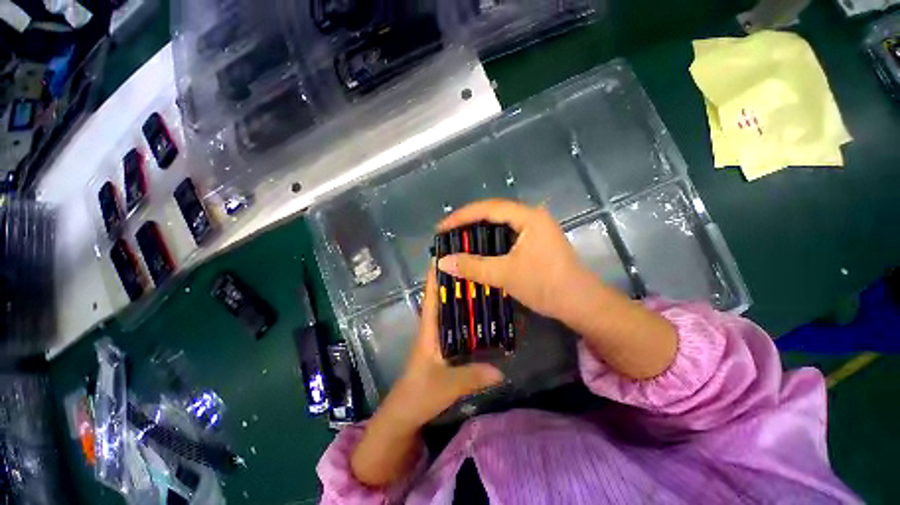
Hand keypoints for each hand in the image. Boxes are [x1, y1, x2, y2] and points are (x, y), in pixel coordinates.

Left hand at [351, 269, 502, 486]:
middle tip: (473, 265)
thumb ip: (472, 376)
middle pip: (442, 297)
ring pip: (450, 310)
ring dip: (461, 297)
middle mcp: (433, 327)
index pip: (431, 295)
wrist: (405, 414)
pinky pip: (456, 325)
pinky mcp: (444, 347)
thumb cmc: (419, 394)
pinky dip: (466, 316)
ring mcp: (438, 337)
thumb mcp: (446, 385)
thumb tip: (502, 369)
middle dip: (454, 280)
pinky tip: (482, 314)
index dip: (434, 274)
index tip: (444, 254)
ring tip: (481, 282)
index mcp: (429, 328)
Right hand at [438, 199, 676, 380]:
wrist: (581, 304)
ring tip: (459, 240)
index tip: (442, 227)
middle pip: (493, 213)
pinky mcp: (535, 242)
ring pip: (500, 225)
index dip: (462, 216)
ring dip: (479, 233)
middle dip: (468, 223)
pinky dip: (490, 242)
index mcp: (528, 217)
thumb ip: (472, 267)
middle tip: (448, 233)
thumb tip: (442, 262)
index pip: (488, 208)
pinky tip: (479, 251)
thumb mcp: (505, 274)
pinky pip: (506, 236)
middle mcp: (532, 217)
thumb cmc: (546, 285)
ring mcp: (535, 230)